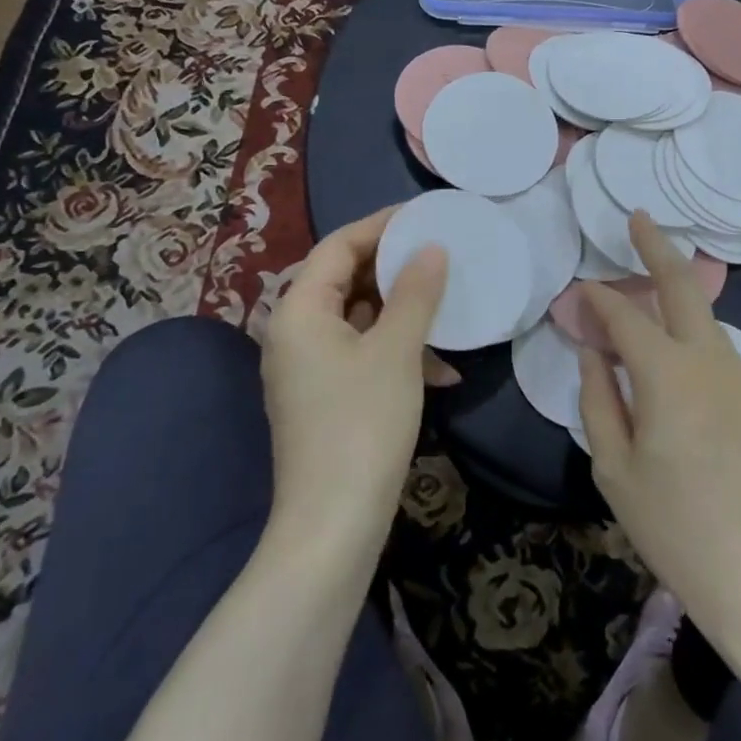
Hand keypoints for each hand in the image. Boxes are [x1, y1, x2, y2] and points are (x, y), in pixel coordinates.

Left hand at [262, 206, 448, 547]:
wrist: (333, 524)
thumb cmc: (362, 424)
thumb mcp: (396, 351)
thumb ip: (415, 293)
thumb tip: (431, 248)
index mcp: (299, 311)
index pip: (337, 245)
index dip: (381, 226)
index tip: (425, 216)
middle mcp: (294, 332)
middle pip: (344, 279)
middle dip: (395, 268)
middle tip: (440, 254)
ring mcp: (307, 368)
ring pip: (357, 318)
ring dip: (402, 312)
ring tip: (446, 304)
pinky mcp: (324, 397)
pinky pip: (361, 353)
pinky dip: (397, 351)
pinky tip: (442, 369)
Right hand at [579, 212, 740, 640]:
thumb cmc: (677, 530)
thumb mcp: (615, 470)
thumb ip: (598, 398)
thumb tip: (592, 350)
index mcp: (668, 376)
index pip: (625, 317)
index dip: (598, 299)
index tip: (580, 293)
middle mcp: (714, 361)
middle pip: (684, 284)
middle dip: (656, 245)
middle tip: (638, 218)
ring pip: (707, 326)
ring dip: (677, 309)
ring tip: (651, 313)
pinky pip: (727, 364)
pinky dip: (700, 359)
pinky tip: (690, 395)